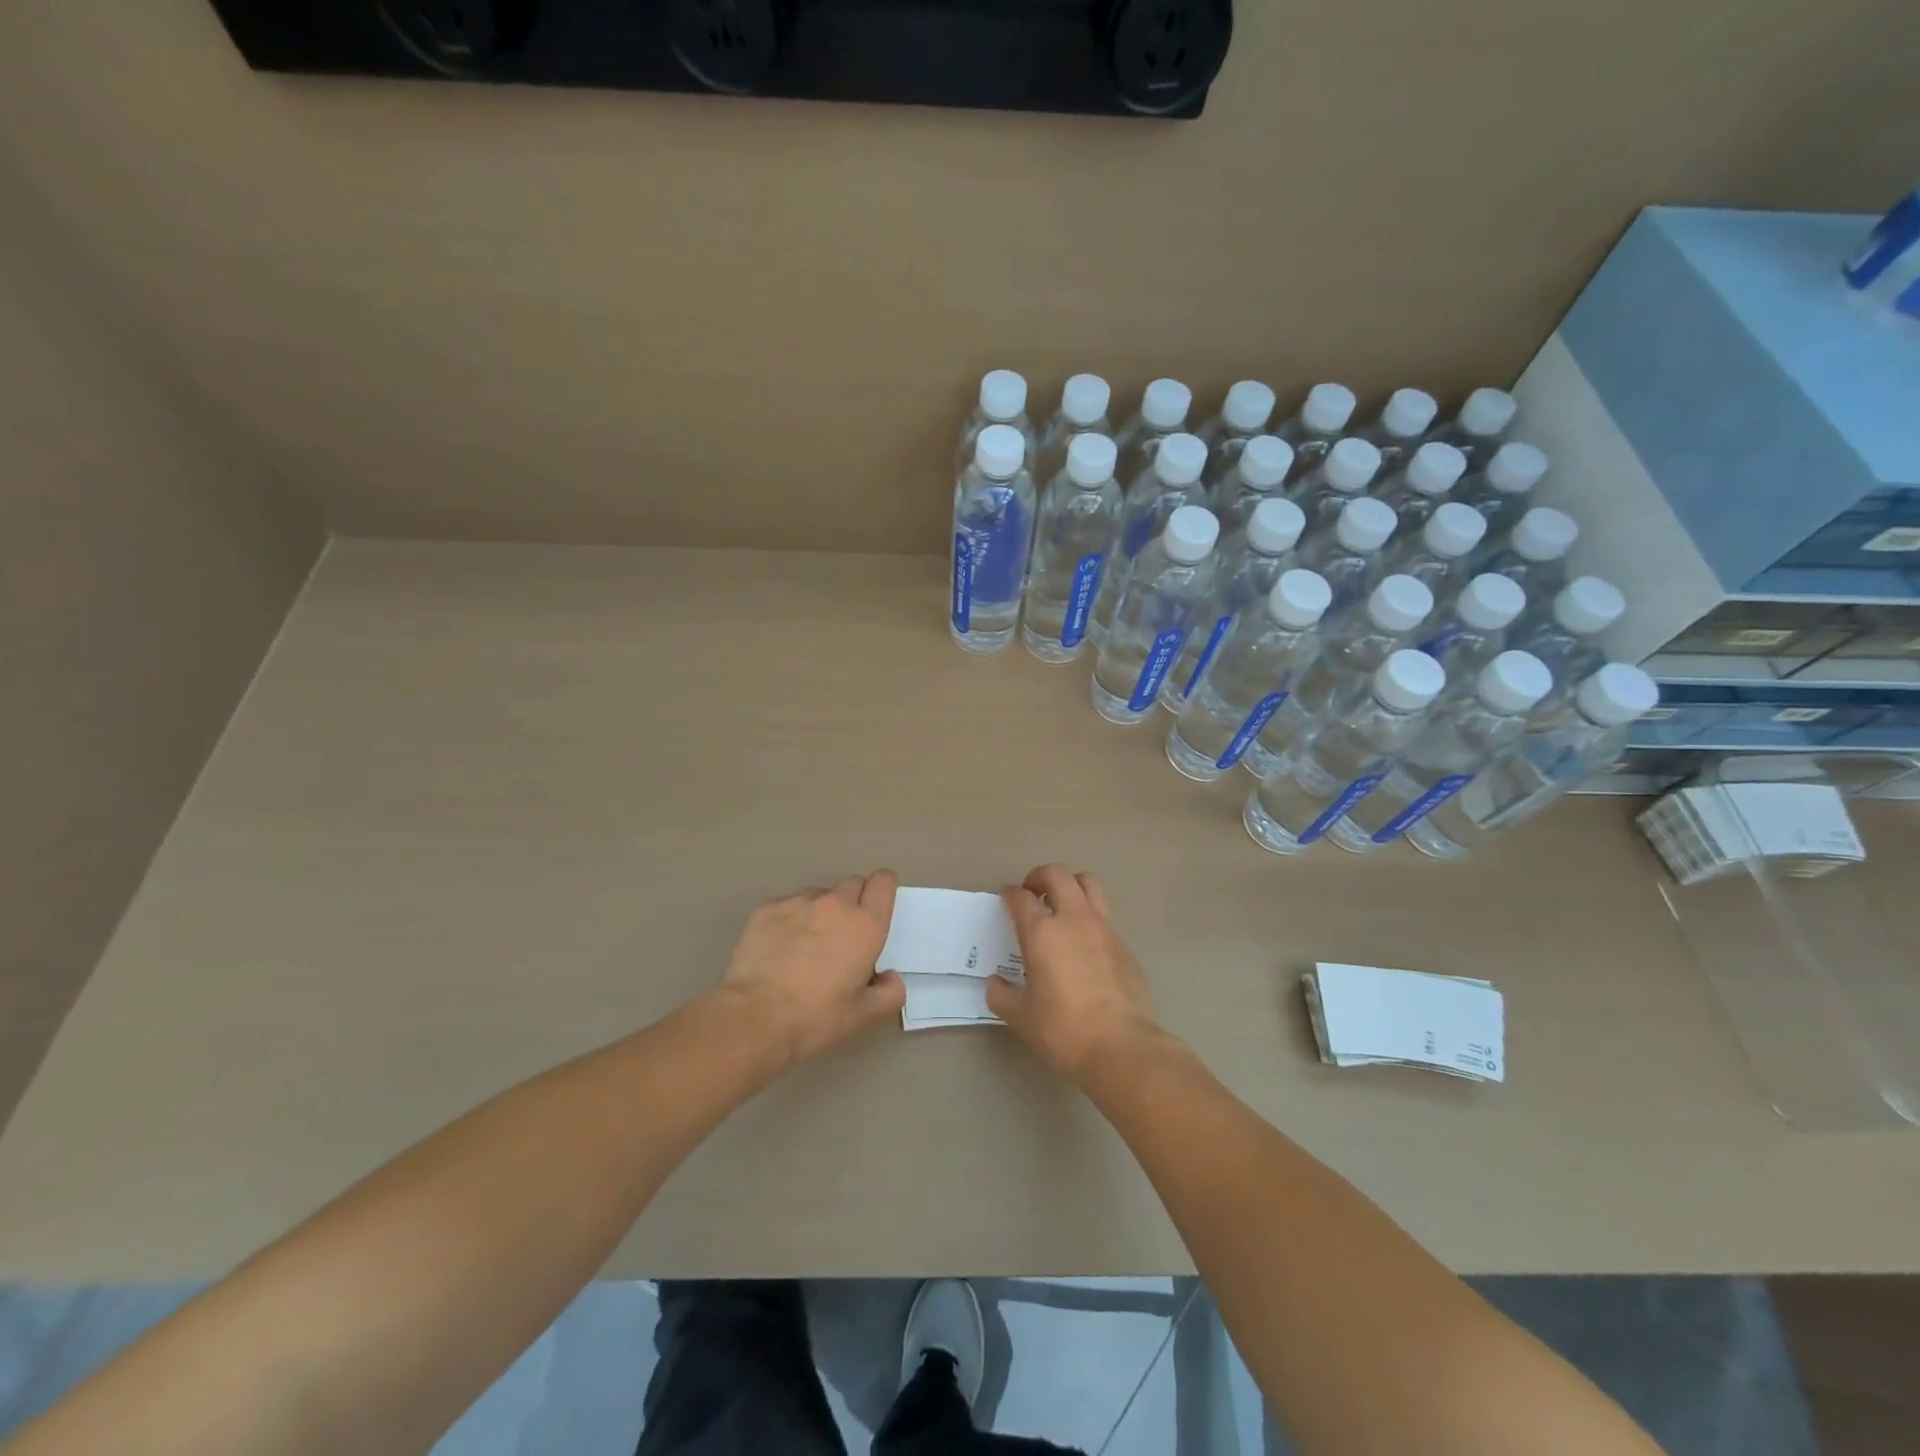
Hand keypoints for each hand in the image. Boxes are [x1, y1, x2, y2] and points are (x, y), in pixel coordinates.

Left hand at [718, 870, 905, 1064]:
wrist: (754, 1018)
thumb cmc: (816, 1018)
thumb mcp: (864, 1017)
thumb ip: (890, 994)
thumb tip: (890, 977)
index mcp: (865, 925)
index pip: (883, 882)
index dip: (883, 890)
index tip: (877, 909)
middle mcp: (835, 904)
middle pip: (853, 884)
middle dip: (854, 902)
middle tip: (844, 936)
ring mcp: (798, 902)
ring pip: (819, 895)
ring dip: (821, 912)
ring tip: (807, 945)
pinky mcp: (767, 909)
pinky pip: (788, 905)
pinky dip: (790, 920)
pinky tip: (780, 948)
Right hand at [987, 864, 1164, 1082]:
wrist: (1121, 1046)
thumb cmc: (1063, 1030)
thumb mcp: (1021, 1017)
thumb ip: (1002, 995)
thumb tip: (996, 984)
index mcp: (1042, 933)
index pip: (1021, 897)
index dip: (1010, 894)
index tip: (1006, 898)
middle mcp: (1073, 919)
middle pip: (1057, 874)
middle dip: (1040, 876)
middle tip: (1032, 892)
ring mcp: (1103, 928)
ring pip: (1088, 883)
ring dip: (1070, 885)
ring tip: (1061, 905)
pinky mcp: (1124, 944)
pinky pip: (1104, 915)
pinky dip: (1090, 916)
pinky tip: (1084, 943)